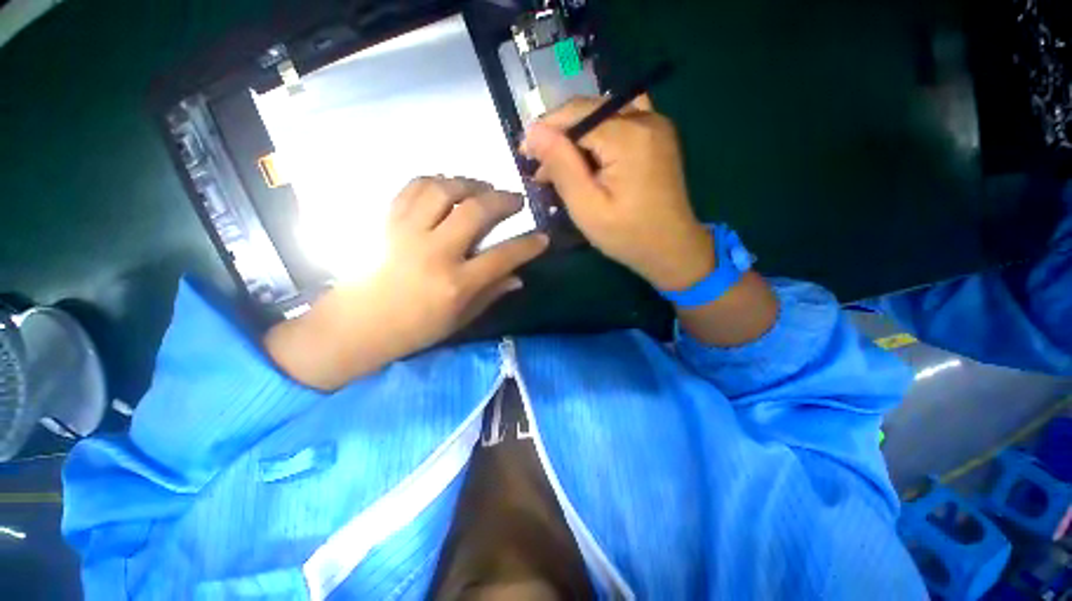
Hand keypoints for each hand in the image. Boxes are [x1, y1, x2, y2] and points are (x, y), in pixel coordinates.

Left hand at [265, 177, 548, 389]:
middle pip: (476, 211)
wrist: (359, 324)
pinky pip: (413, 188)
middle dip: (503, 199)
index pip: (503, 256)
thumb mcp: (460, 319)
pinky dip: (436, 181)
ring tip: (482, 189)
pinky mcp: (388, 222)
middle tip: (515, 200)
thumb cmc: (415, 328)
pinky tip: (448, 188)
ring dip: (470, 183)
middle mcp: (435, 252)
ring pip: (444, 190)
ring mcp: (408, 232)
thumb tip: (518, 277)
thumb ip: (491, 294)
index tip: (542, 237)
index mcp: (456, 284)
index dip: (528, 245)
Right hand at [520, 95, 713, 291]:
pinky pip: (621, 119)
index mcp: (629, 136)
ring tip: (561, 162)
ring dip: (577, 133)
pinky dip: (599, 132)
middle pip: (589, 109)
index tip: (524, 154)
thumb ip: (561, 166)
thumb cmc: (627, 235)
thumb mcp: (587, 207)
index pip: (575, 115)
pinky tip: (589, 155)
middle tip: (540, 167)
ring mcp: (657, 124)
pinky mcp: (658, 136)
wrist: (672, 249)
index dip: (545, 131)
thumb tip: (534, 131)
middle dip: (560, 134)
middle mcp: (646, 119)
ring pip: (603, 113)